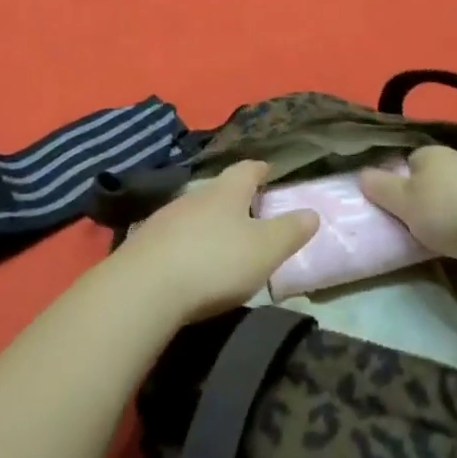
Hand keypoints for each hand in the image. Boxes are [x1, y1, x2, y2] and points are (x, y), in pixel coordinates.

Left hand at [113, 161, 320, 324]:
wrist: (144, 288)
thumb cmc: (215, 262)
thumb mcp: (265, 250)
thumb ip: (290, 231)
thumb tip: (312, 212)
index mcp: (226, 192)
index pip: (247, 169)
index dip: (260, 169)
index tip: (268, 170)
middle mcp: (194, 196)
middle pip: (218, 189)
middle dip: (234, 198)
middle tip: (250, 211)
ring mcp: (165, 218)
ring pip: (194, 212)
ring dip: (208, 222)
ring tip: (221, 239)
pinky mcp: (144, 243)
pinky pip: (173, 236)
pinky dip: (187, 243)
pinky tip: (190, 261)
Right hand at [359, 146, 456, 269]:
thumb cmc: (447, 212)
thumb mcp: (401, 201)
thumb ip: (378, 187)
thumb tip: (362, 174)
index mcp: (430, 152)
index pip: (405, 162)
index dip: (396, 184)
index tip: (395, 208)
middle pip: (429, 179)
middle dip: (421, 200)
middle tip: (413, 225)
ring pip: (451, 196)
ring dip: (445, 214)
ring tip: (438, 239)